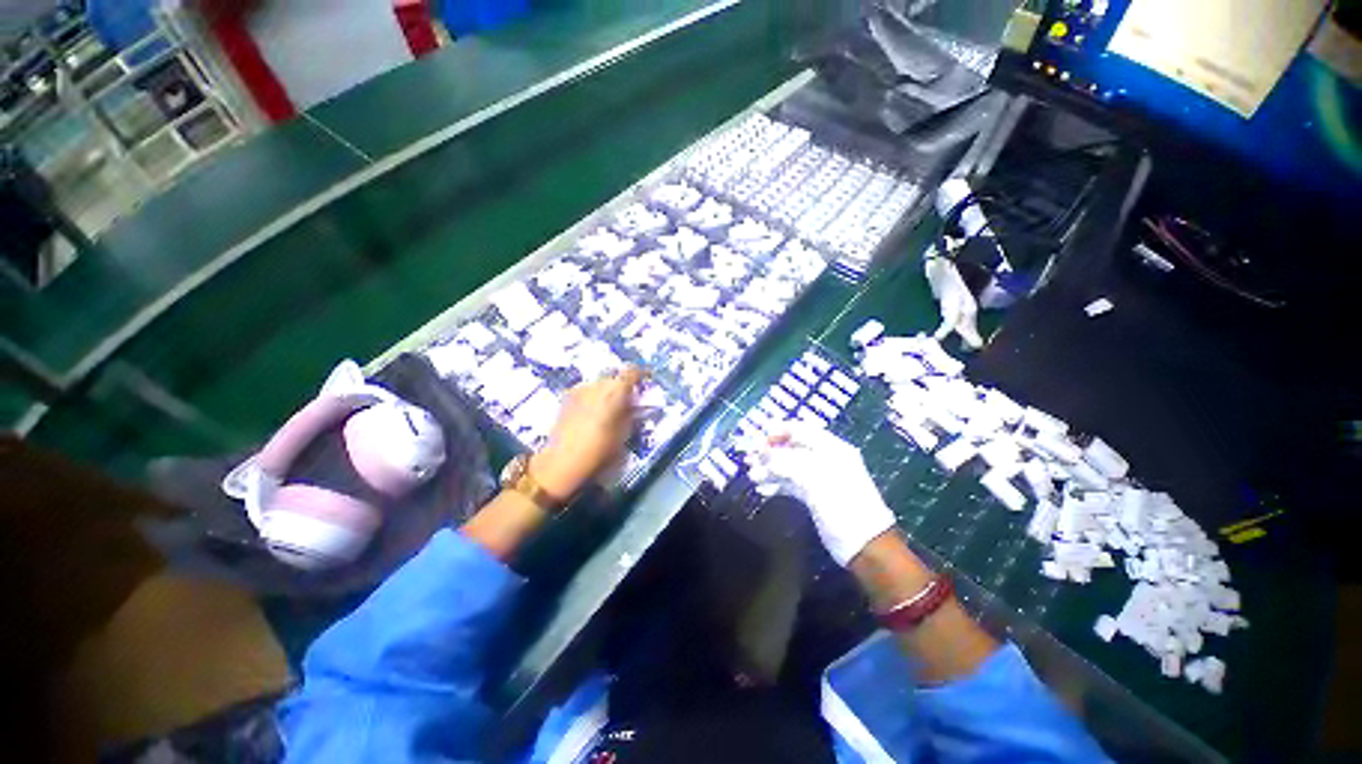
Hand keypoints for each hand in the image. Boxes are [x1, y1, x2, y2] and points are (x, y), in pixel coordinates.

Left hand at [532, 366, 646, 498]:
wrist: (562, 461)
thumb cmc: (599, 450)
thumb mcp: (624, 433)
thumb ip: (631, 413)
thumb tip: (635, 403)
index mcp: (614, 391)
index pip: (631, 371)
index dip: (641, 373)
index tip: (647, 380)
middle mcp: (596, 384)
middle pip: (614, 375)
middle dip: (623, 384)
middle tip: (630, 398)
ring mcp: (579, 389)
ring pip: (599, 382)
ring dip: (607, 390)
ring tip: (610, 406)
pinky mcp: (566, 397)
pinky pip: (586, 390)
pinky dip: (593, 396)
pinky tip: (593, 411)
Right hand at [749, 423, 895, 565]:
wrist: (865, 547)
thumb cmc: (844, 507)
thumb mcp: (815, 481)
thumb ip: (788, 463)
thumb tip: (763, 453)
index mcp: (832, 449)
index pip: (801, 431)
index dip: (778, 431)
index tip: (757, 438)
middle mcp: (826, 460)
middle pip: (792, 448)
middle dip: (769, 451)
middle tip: (748, 458)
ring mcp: (820, 478)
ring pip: (789, 466)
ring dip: (770, 469)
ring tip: (752, 475)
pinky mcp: (815, 496)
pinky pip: (791, 483)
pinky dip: (777, 484)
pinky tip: (763, 489)